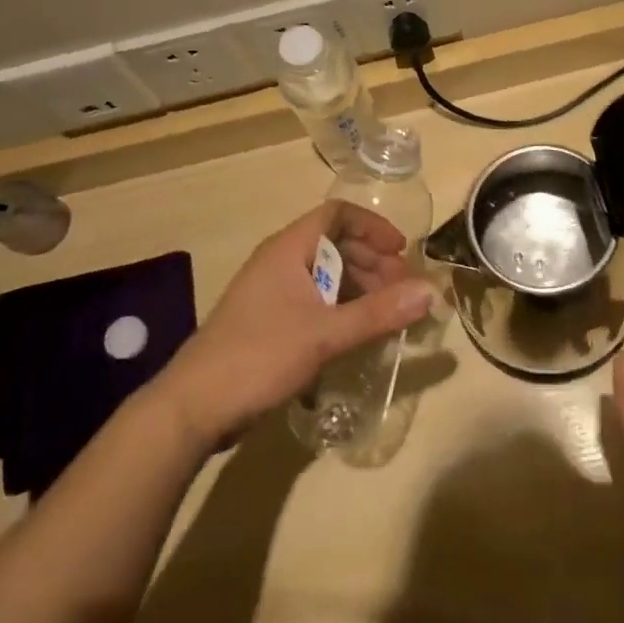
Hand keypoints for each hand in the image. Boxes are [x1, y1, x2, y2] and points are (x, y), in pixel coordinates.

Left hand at [157, 201, 434, 450]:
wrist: (193, 408)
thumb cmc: (260, 356)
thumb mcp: (325, 335)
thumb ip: (379, 313)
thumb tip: (431, 291)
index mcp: (288, 249)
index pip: (338, 215)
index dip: (373, 227)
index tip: (401, 252)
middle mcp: (279, 262)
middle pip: (335, 245)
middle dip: (373, 263)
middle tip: (403, 290)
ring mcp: (271, 293)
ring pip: (325, 276)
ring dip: (359, 288)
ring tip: (388, 314)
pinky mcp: (267, 322)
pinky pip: (313, 301)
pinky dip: (340, 309)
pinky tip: (357, 333)